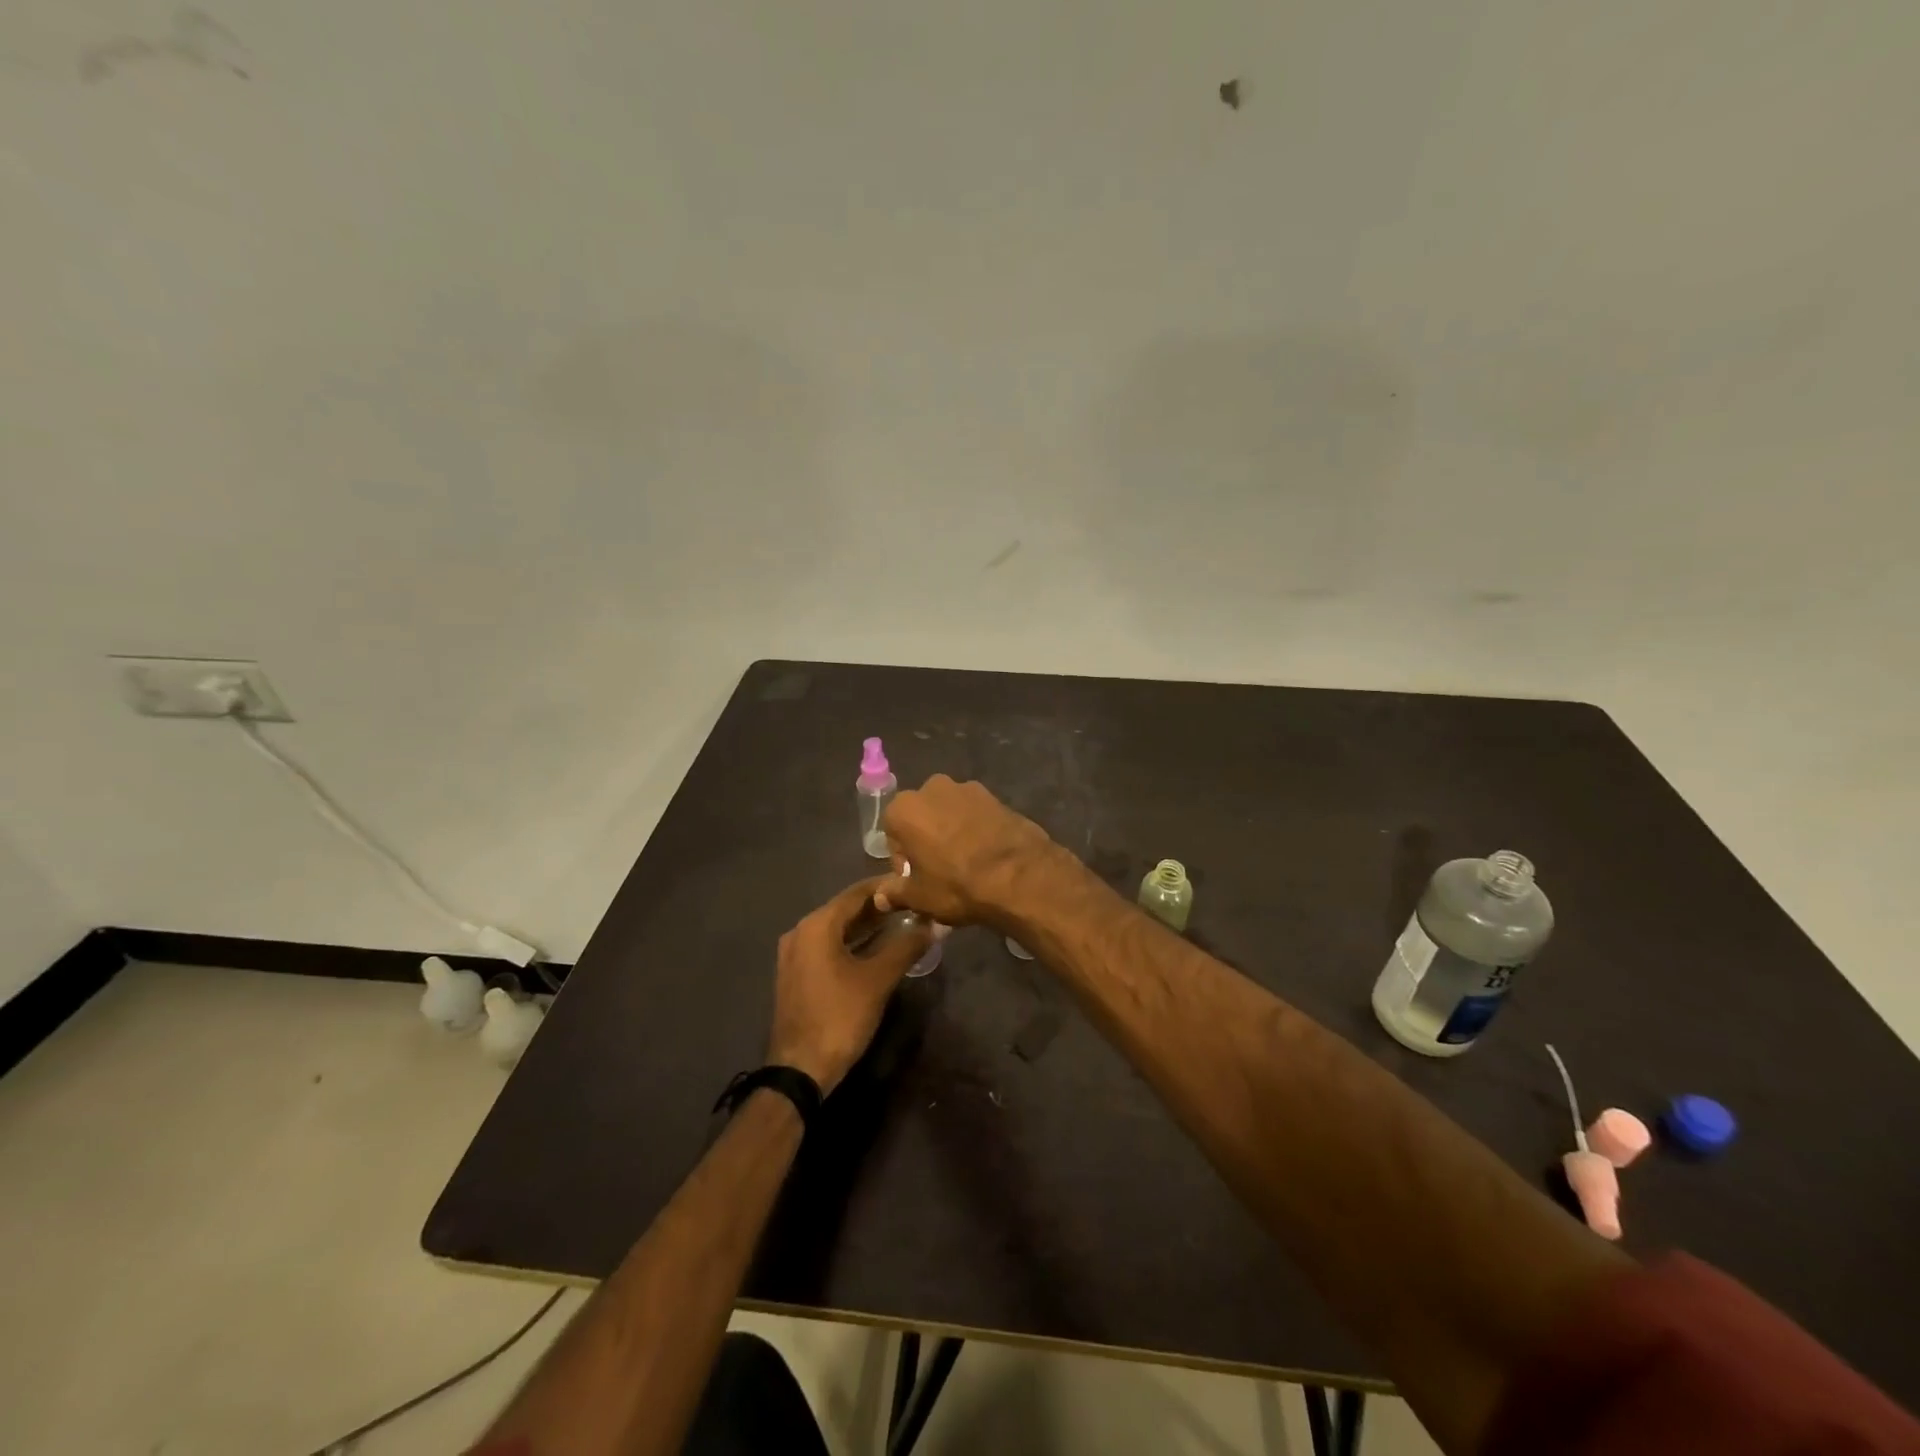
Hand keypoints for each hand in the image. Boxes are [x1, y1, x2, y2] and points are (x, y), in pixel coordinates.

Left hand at [766, 879, 932, 1095]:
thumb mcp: (878, 979)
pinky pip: (829, 947)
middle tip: (914, 904)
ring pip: (837, 929)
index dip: (887, 886)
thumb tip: (934, 924)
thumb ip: (906, 946)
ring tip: (903, 923)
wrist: (799, 1069)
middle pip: (845, 909)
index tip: (914, 883)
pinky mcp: (797, 974)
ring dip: (868, 926)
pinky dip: (853, 943)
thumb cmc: (839, 1016)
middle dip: (880, 907)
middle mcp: (801, 932)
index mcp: (817, 925)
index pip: (856, 892)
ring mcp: (795, 954)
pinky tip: (878, 949)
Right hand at [875, 774, 1058, 926]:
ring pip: (948, 813)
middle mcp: (932, 788)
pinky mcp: (995, 796)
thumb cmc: (957, 885)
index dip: (903, 861)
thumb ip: (894, 893)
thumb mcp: (919, 897)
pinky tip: (986, 854)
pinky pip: (975, 813)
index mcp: (904, 808)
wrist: (1020, 875)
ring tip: (966, 863)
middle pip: (920, 817)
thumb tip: (880, 897)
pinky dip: (975, 828)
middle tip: (939, 871)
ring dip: (951, 831)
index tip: (916, 880)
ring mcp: (967, 788)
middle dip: (925, 840)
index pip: (892, 835)